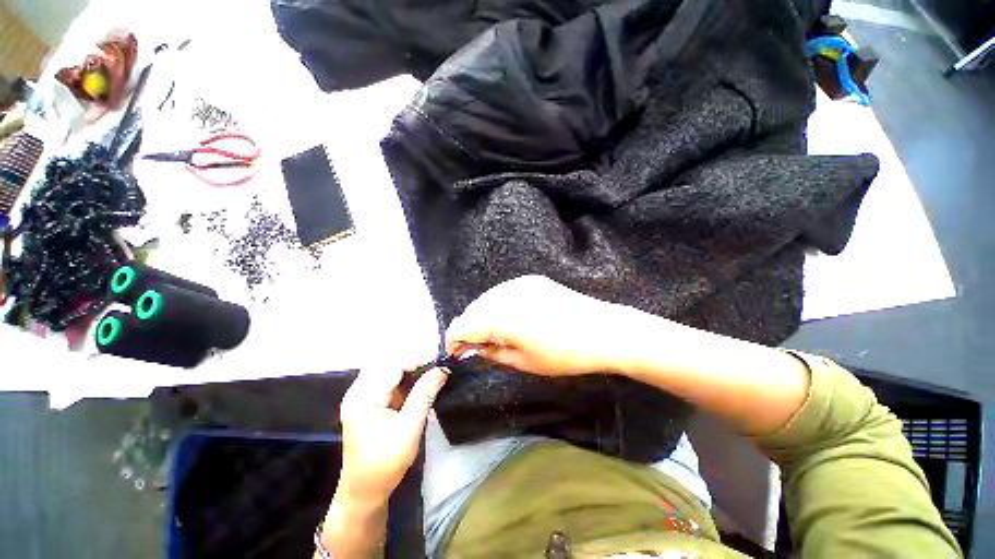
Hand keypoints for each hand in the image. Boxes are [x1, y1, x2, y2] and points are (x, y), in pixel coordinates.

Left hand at [337, 366, 447, 502]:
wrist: (364, 492)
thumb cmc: (384, 465)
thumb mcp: (408, 429)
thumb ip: (424, 394)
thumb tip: (443, 370)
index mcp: (363, 397)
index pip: (392, 364)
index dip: (418, 357)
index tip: (441, 358)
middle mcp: (360, 390)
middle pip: (390, 361)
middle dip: (416, 358)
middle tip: (440, 361)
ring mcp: (365, 394)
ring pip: (391, 367)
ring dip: (414, 365)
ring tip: (435, 366)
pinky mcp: (372, 399)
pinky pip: (392, 378)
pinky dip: (409, 375)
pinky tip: (424, 376)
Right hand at [445, 275, 633, 375]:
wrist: (603, 331)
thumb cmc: (563, 354)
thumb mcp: (523, 362)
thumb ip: (493, 352)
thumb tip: (475, 347)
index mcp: (500, 316)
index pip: (462, 324)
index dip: (454, 340)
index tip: (457, 352)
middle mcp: (505, 294)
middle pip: (473, 309)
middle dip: (469, 327)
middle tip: (477, 346)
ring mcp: (519, 283)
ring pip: (487, 298)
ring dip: (483, 315)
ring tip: (494, 333)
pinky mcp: (532, 280)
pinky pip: (504, 292)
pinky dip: (499, 305)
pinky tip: (511, 317)